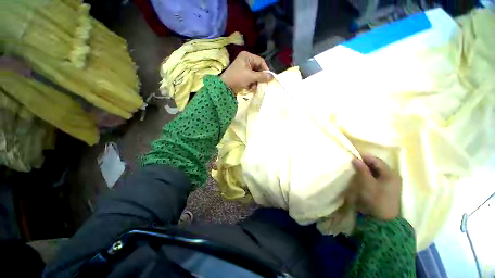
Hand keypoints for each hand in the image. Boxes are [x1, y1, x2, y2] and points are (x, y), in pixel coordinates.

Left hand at [220, 51, 272, 92]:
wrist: (225, 87)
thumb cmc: (237, 78)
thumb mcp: (250, 77)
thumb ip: (262, 76)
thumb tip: (272, 76)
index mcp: (247, 56)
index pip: (261, 61)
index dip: (265, 69)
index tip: (269, 78)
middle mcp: (246, 60)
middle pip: (258, 68)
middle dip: (259, 78)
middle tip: (262, 84)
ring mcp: (243, 68)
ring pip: (255, 74)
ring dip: (255, 82)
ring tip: (253, 87)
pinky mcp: (242, 75)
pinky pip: (250, 78)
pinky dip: (251, 83)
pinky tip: (250, 88)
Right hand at [348, 154, 401, 219]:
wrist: (382, 220)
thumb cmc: (375, 199)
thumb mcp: (367, 183)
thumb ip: (362, 169)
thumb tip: (355, 159)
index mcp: (390, 174)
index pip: (376, 160)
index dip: (364, 156)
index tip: (353, 153)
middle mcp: (393, 177)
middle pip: (378, 165)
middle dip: (365, 162)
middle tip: (353, 160)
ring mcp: (391, 184)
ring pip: (377, 172)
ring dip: (367, 168)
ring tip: (356, 167)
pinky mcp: (387, 189)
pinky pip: (377, 177)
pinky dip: (369, 175)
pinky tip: (362, 176)